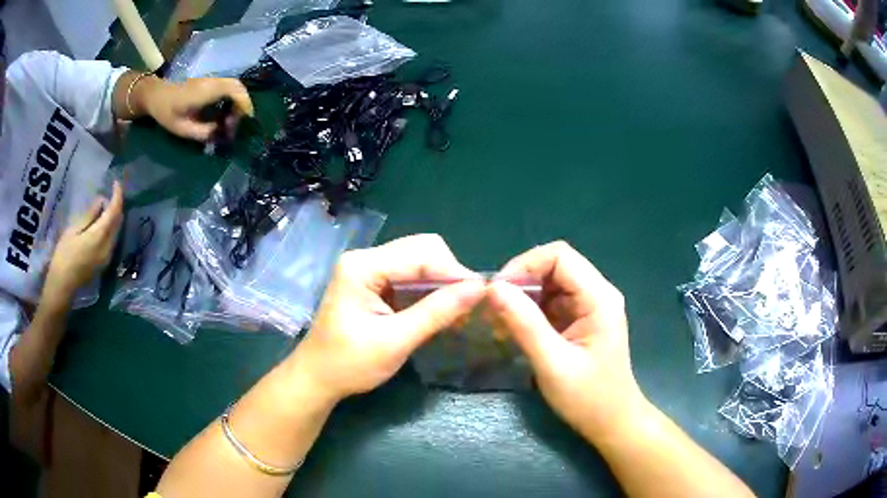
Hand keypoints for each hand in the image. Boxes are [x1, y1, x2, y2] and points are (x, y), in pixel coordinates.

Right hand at [44, 182, 123, 303]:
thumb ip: (89, 215)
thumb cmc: (64, 256)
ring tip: (106, 204)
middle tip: (111, 191)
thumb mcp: (73, 230)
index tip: (116, 182)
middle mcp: (108, 247)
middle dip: (117, 205)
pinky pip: (112, 241)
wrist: (63, 287)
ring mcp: (107, 258)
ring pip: (116, 232)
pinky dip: (110, 228)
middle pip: (118, 222)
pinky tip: (103, 222)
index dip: (117, 195)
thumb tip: (101, 201)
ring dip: (114, 217)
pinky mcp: (104, 264)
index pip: (114, 212)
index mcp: (100, 237)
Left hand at [138, 77, 253, 141]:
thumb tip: (220, 135)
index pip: (235, 91)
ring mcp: (211, 80)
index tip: (245, 121)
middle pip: (238, 86)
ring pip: (234, 85)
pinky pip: (227, 87)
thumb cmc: (166, 112)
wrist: (155, 95)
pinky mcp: (208, 83)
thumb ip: (203, 132)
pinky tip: (224, 112)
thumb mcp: (183, 129)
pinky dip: (231, 98)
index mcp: (207, 91)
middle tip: (238, 122)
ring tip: (231, 119)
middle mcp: (212, 82)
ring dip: (238, 101)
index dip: (244, 104)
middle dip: (243, 104)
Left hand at [291, 234, 485, 402]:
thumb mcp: (396, 341)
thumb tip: (479, 288)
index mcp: (363, 266)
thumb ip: (436, 312)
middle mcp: (365, 258)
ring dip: (440, 281)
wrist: (317, 378)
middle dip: (448, 273)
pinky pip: (409, 274)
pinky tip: (439, 307)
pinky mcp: (372, 282)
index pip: (421, 254)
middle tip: (468, 303)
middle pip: (421, 249)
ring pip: (418, 260)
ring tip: (459, 306)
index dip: (454, 271)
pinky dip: (427, 288)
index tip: (482, 294)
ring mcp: (367, 268)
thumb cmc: (350, 364)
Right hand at [487, 241, 648, 442]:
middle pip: (555, 265)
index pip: (560, 256)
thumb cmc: (588, 398)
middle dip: (522, 281)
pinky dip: (531, 310)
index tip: (498, 292)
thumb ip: (525, 324)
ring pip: (551, 283)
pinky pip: (552, 301)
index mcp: (599, 298)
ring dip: (524, 296)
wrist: (612, 422)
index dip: (525, 265)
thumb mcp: (553, 364)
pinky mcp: (582, 319)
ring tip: (501, 320)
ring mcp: (590, 306)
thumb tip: (494, 288)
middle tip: (495, 308)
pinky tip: (516, 329)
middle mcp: (598, 294)